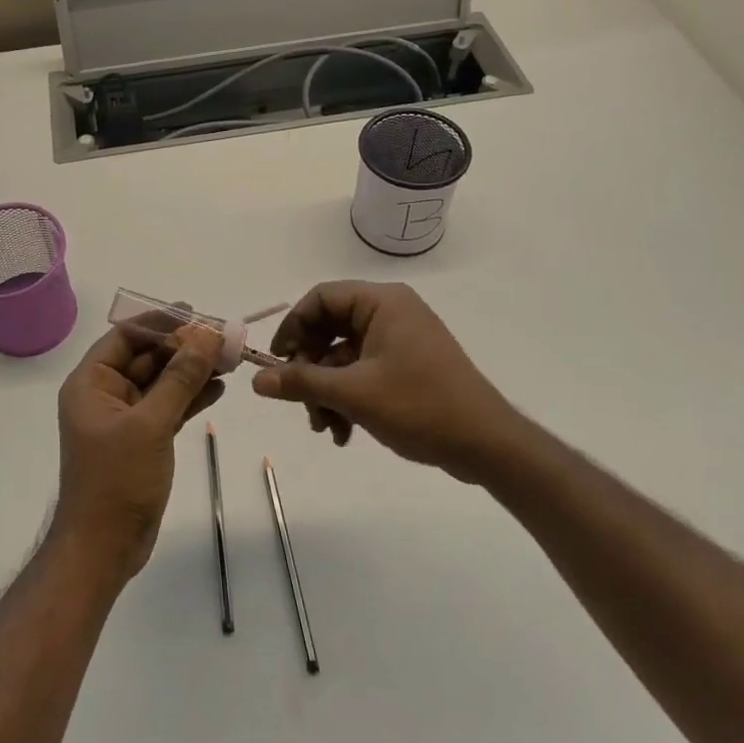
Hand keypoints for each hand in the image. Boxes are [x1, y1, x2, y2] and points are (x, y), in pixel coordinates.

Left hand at [53, 322, 223, 579]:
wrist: (104, 549)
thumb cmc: (117, 480)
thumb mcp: (151, 424)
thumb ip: (180, 377)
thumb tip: (206, 334)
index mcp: (91, 383)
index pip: (126, 336)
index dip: (160, 322)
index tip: (196, 315)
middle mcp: (105, 394)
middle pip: (147, 357)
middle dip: (183, 347)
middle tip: (222, 337)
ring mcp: (124, 419)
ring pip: (162, 382)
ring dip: (192, 370)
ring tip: (229, 359)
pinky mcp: (142, 439)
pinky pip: (168, 407)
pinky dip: (191, 396)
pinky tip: (219, 387)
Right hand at [250, 281, 509, 480]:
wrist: (486, 444)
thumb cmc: (420, 405)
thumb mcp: (353, 394)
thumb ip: (302, 382)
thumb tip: (257, 380)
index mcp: (382, 303)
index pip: (321, 298)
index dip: (293, 326)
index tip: (277, 361)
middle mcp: (391, 313)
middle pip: (330, 329)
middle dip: (311, 369)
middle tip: (300, 401)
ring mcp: (400, 340)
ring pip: (343, 357)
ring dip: (327, 391)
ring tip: (325, 428)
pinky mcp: (407, 366)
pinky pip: (363, 372)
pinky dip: (348, 398)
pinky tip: (344, 433)